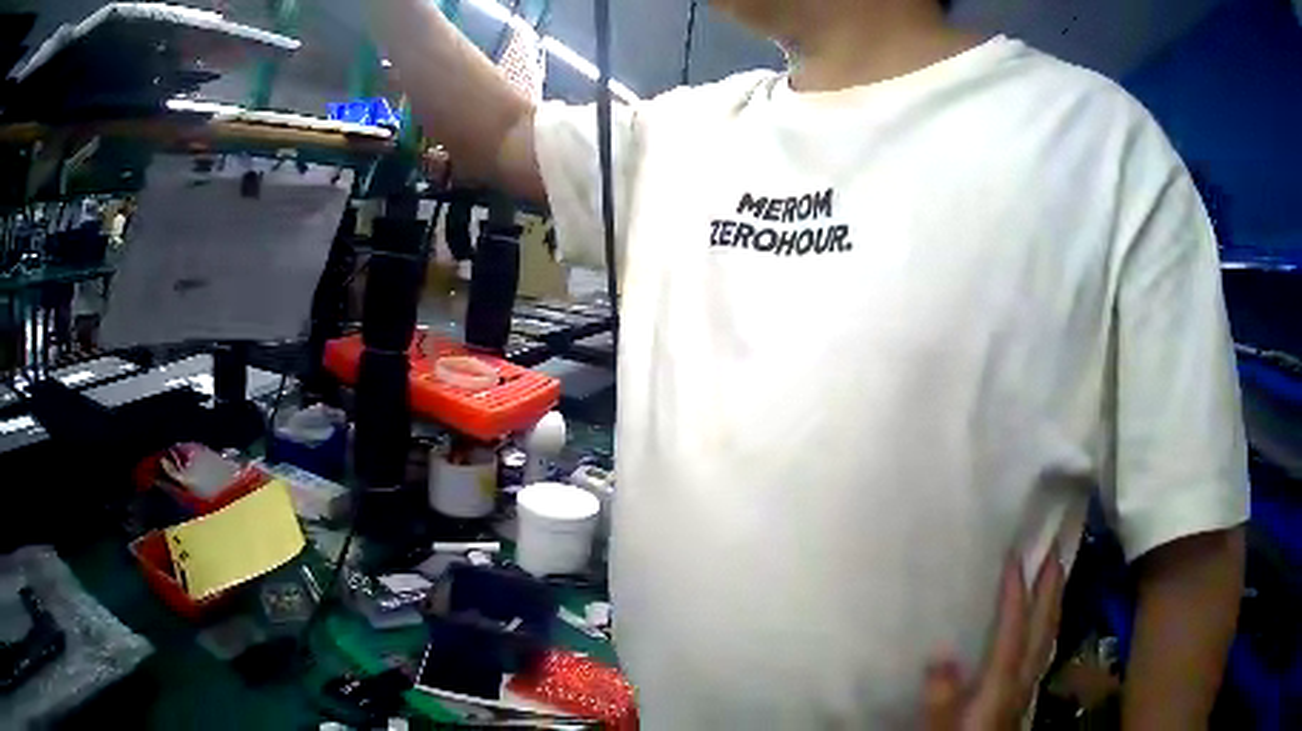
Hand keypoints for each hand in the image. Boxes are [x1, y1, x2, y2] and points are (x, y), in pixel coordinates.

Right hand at [923, 551, 1065, 729]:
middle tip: (1056, 551)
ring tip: (1057, 576)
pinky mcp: (1021, 697)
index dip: (1016, 594)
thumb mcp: (941, 726)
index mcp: (1001, 684)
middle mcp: (1021, 680)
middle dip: (1051, 590)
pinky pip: (1041, 651)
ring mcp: (1025, 688)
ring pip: (1047, 638)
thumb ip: (943, 696)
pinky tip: (1042, 627)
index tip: (1016, 556)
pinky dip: (1046, 629)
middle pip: (1042, 629)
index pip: (1013, 631)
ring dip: (1053, 604)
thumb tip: (941, 653)